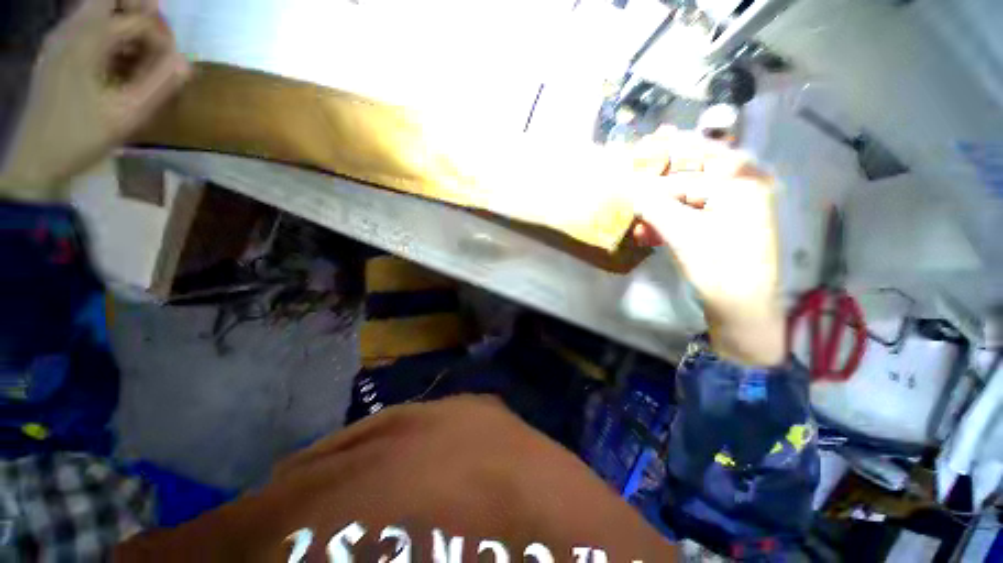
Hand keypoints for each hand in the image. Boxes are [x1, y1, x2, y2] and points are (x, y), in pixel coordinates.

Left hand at [0, 0, 188, 200]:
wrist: (36, 159)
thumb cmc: (81, 137)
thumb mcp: (127, 115)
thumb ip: (160, 85)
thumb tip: (187, 63)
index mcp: (87, 41)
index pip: (136, 19)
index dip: (161, 38)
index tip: (174, 64)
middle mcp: (71, 30)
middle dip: (141, 12)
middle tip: (159, 37)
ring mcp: (59, 39)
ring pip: (98, 9)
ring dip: (124, 22)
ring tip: (142, 52)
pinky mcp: (55, 52)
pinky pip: (86, 26)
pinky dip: (108, 34)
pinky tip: (118, 59)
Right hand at [632, 129, 785, 365]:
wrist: (743, 307)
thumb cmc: (718, 265)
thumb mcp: (681, 232)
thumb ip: (652, 205)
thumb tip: (628, 187)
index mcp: (740, 180)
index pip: (692, 161)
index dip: (664, 153)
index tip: (643, 142)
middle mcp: (742, 186)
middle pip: (692, 174)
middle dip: (659, 184)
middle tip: (635, 180)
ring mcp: (735, 207)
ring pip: (688, 198)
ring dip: (659, 210)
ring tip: (639, 226)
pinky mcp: (725, 225)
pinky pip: (692, 215)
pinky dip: (670, 223)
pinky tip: (650, 236)